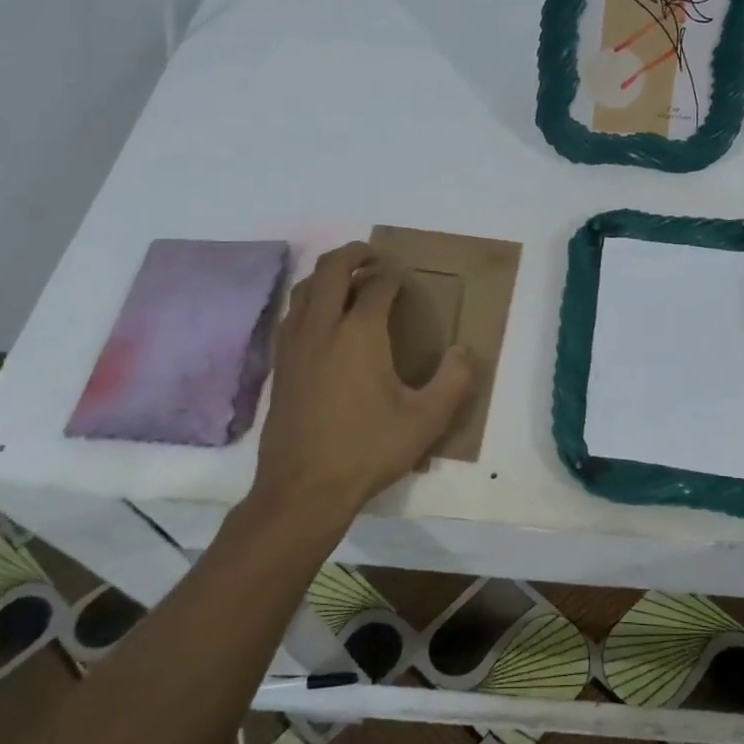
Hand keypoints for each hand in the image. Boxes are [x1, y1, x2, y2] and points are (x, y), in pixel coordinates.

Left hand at [251, 243, 476, 533]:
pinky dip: (309, 300)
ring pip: (304, 288)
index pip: (377, 285)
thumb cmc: (368, 450)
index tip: (406, 276)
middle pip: (330, 269)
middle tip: (374, 256)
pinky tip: (321, 320)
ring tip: (348, 281)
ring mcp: (295, 344)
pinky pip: (292, 314)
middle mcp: (322, 327)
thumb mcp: (426, 420)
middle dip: (354, 254)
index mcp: (359, 332)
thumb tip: (463, 351)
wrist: (302, 489)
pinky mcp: (280, 364)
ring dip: (327, 274)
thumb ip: (454, 380)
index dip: (394, 275)